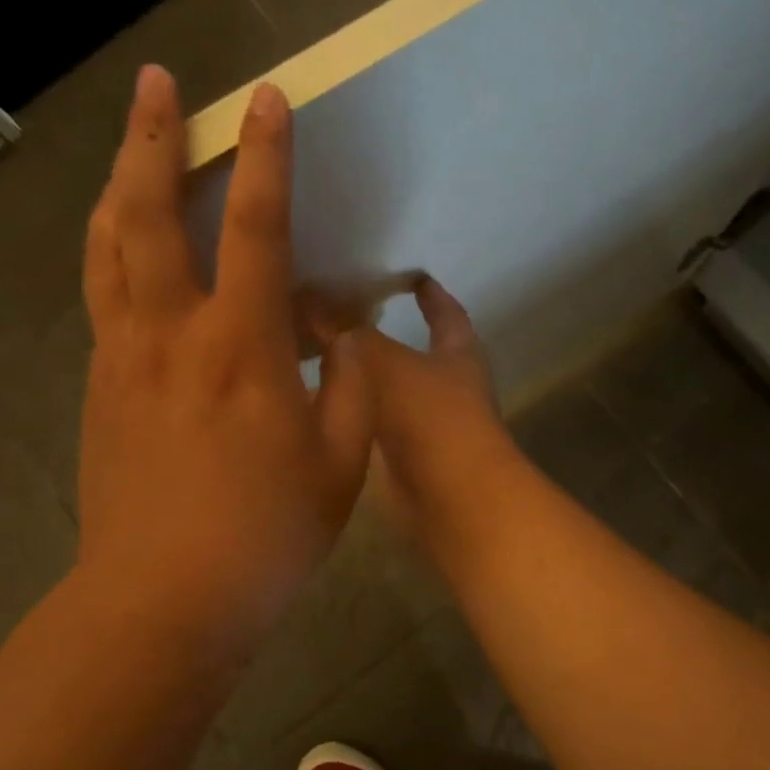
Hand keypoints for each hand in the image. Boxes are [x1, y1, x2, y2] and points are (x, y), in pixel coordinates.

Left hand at [77, 67, 372, 662]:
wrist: (163, 601)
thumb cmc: (265, 536)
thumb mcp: (341, 465)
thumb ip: (349, 389)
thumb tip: (340, 338)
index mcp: (240, 349)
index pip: (255, 228)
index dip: (265, 158)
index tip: (266, 100)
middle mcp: (171, 334)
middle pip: (149, 214)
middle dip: (155, 138)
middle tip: (159, 83)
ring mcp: (123, 359)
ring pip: (108, 248)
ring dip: (119, 184)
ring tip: (130, 147)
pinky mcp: (100, 389)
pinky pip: (103, 297)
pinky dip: (112, 251)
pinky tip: (124, 247)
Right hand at [350, 278, 518, 560]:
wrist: (450, 496)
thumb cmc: (430, 416)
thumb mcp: (384, 361)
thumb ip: (347, 331)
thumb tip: (310, 298)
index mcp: (459, 352)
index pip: (447, 311)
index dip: (430, 292)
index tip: (410, 273)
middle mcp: (451, 385)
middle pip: (421, 350)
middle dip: (389, 334)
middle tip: (346, 314)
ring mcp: (432, 425)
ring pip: (395, 389)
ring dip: (367, 376)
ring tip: (322, 355)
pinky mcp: (410, 458)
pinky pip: (378, 424)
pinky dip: (356, 412)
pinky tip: (322, 405)